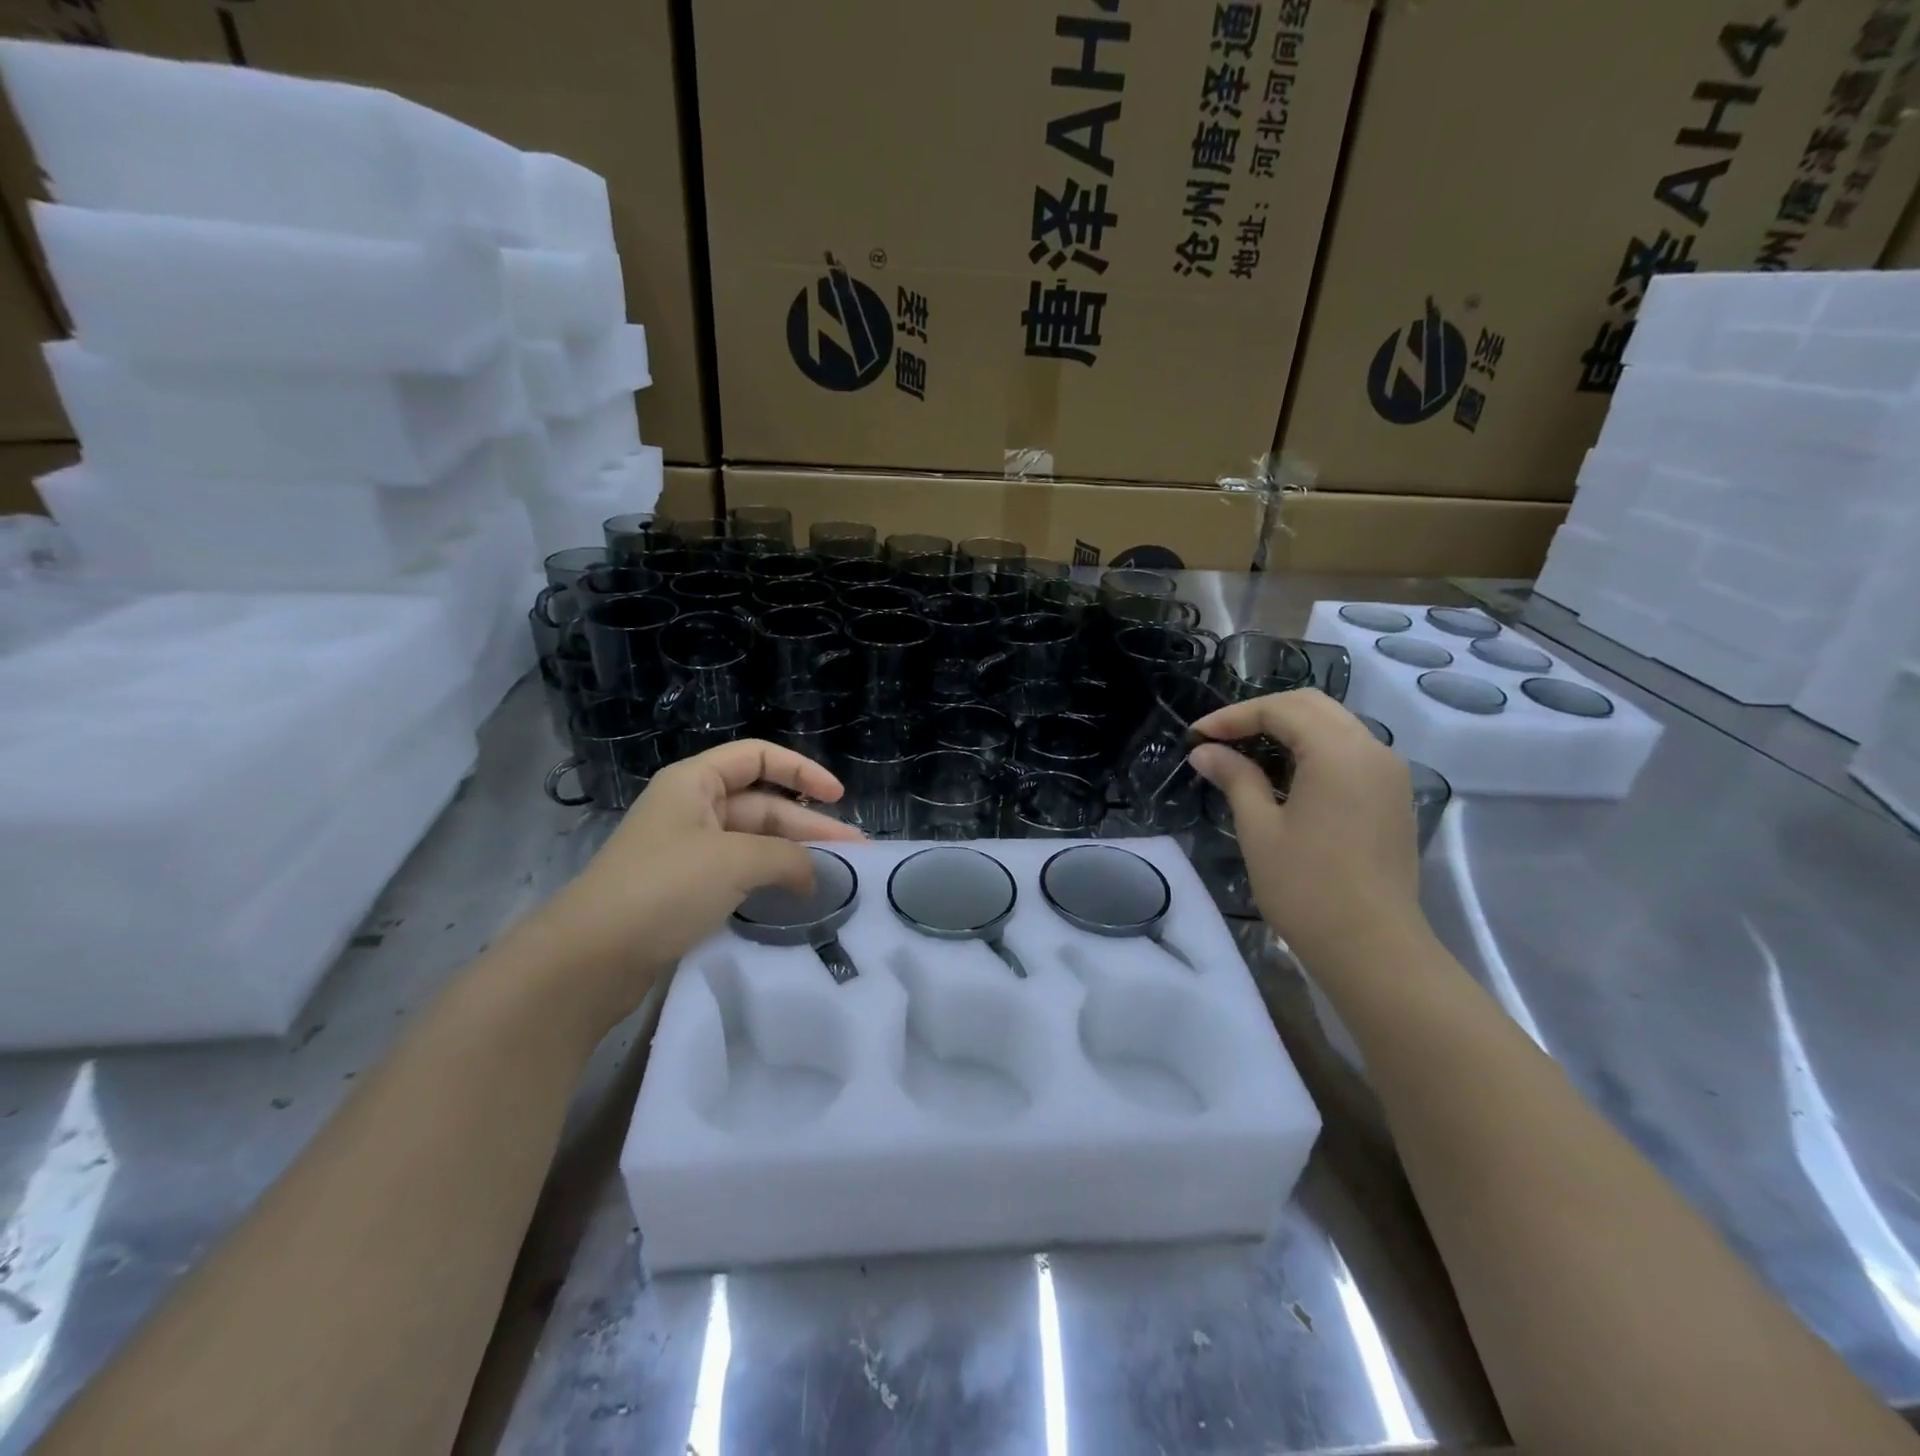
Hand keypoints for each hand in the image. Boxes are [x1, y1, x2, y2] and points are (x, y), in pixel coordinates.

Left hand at [519, 740, 862, 1036]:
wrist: (590, 958)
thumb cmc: (663, 888)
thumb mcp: (735, 862)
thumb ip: (787, 858)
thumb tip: (814, 874)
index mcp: (695, 783)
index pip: (758, 757)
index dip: (802, 770)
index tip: (838, 796)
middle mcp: (691, 808)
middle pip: (762, 804)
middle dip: (808, 825)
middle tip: (854, 853)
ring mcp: (686, 851)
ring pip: (752, 841)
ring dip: (792, 855)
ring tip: (834, 877)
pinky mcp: (683, 889)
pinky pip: (737, 872)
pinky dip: (768, 879)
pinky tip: (794, 897)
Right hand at [1188, 690, 1424, 972]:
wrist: (1373, 949)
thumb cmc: (1307, 888)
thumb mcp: (1260, 828)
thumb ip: (1235, 778)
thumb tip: (1205, 751)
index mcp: (1339, 752)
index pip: (1280, 709)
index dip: (1233, 716)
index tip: (1196, 736)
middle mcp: (1373, 750)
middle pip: (1312, 706)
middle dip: (1261, 713)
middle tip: (1219, 736)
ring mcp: (1389, 773)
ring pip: (1335, 726)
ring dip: (1289, 729)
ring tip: (1245, 751)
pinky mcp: (1393, 797)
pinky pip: (1350, 752)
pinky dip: (1313, 749)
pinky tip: (1284, 774)